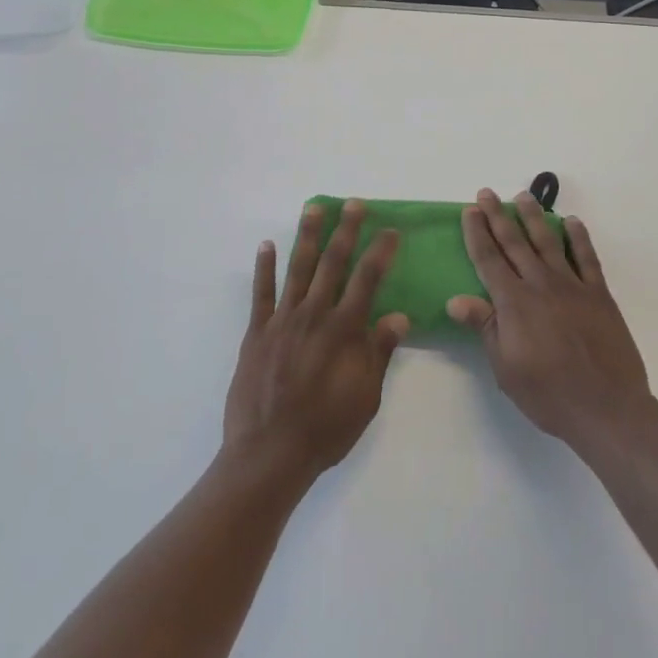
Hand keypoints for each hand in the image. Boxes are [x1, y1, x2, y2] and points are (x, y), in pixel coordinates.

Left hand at [223, 201, 409, 483]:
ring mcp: (282, 320)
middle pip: (333, 263)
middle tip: (353, 204)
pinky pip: (261, 292)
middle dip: (346, 230)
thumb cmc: (326, 428)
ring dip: (307, 236)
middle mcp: (314, 315)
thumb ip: (379, 352)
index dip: (380, 252)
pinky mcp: (257, 332)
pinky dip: (264, 267)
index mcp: (344, 330)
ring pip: (297, 268)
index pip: (367, 279)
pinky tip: (267, 245)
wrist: (270, 453)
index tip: (390, 230)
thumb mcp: (365, 397)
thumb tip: (400, 316)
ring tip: (314, 208)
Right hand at [448, 189, 653, 453]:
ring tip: (523, 196)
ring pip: (548, 242)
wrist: (608, 409)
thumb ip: (484, 327)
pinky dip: (579, 238)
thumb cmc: (549, 394)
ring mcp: (572, 286)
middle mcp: (540, 285)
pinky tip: (572, 222)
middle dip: (498, 216)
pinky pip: (587, 258)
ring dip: (534, 217)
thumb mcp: (506, 368)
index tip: (470, 210)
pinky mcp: (599, 295)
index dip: (477, 233)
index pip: (489, 260)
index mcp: (514, 303)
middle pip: (514, 243)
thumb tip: (455, 300)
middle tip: (487, 193)